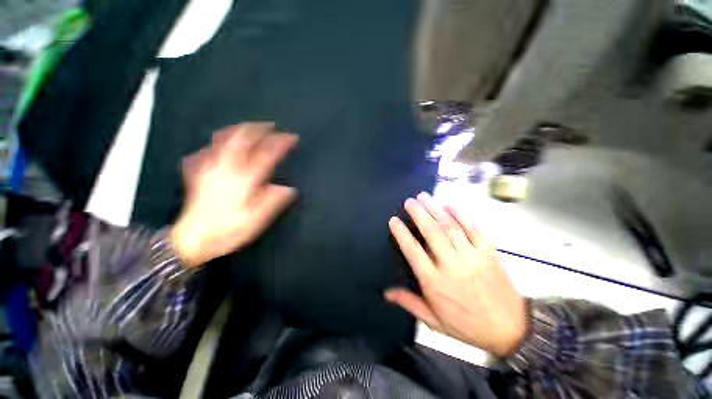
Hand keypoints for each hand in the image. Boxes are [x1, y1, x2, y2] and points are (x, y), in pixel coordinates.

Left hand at [171, 122, 297, 267]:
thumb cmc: (227, 230)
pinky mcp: (200, 171)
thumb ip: (273, 201)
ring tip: (252, 127)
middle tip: (273, 127)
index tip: (292, 137)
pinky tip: (225, 140)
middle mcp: (227, 168)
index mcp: (244, 179)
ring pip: (225, 138)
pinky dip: (221, 139)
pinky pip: (210, 147)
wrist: (191, 239)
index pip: (267, 154)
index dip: (281, 143)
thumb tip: (289, 189)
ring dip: (241, 129)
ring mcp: (211, 167)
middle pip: (244, 138)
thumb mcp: (256, 220)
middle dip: (260, 129)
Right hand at [385, 193, 527, 356]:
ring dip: (435, 209)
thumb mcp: (435, 321)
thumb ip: (410, 303)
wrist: (511, 329)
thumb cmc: (468, 325)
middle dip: (419, 213)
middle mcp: (452, 266)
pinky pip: (474, 229)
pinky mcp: (489, 252)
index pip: (413, 252)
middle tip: (409, 201)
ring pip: (450, 227)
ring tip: (424, 197)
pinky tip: (450, 205)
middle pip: (432, 233)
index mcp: (436, 283)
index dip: (401, 234)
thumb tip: (387, 293)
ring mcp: (473, 257)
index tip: (393, 220)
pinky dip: (461, 215)